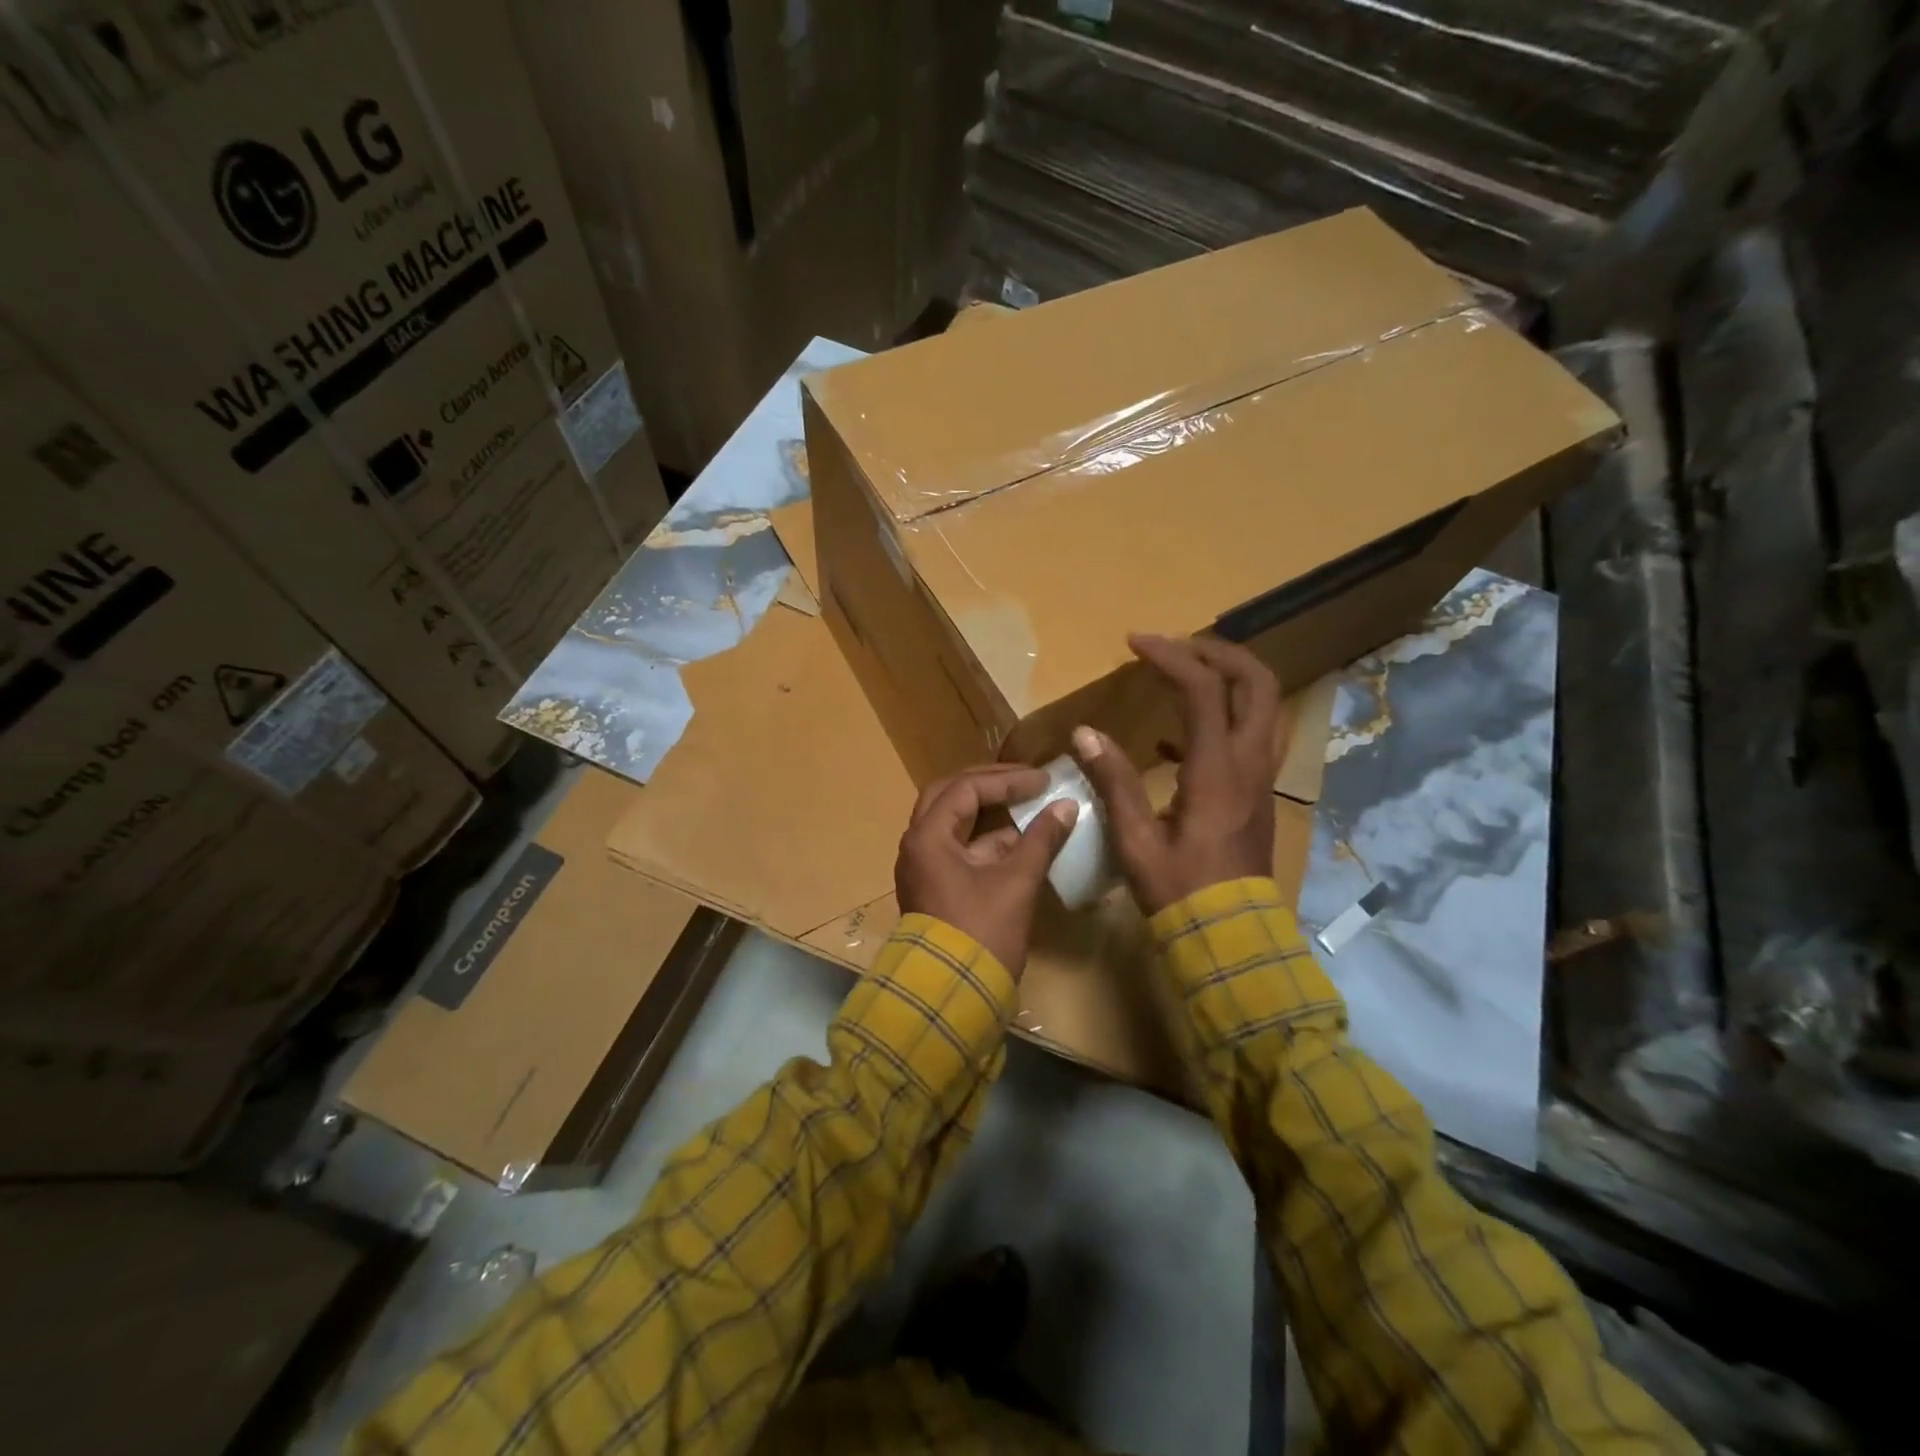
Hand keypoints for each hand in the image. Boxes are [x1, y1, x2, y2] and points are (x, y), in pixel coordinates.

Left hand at [895, 764, 1078, 975]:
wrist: (951, 997)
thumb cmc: (981, 934)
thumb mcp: (1015, 883)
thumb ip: (1040, 840)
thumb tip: (1066, 806)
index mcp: (928, 837)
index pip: (966, 788)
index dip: (1006, 780)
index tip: (1042, 780)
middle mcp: (918, 845)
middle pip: (951, 797)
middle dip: (990, 785)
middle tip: (1025, 781)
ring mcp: (924, 867)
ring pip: (955, 824)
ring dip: (990, 814)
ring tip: (1029, 807)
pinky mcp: (936, 887)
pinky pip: (960, 849)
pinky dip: (987, 841)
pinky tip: (1021, 842)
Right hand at [1072, 634, 1282, 914]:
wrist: (1230, 935)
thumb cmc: (1179, 890)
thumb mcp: (1135, 838)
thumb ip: (1112, 781)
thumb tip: (1084, 732)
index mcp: (1217, 769)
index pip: (1202, 689)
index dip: (1170, 656)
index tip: (1134, 643)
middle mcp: (1249, 763)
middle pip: (1257, 683)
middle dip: (1218, 653)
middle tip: (1175, 647)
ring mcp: (1261, 778)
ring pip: (1264, 707)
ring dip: (1229, 679)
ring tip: (1183, 675)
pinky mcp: (1257, 794)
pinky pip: (1251, 737)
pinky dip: (1221, 719)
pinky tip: (1173, 740)